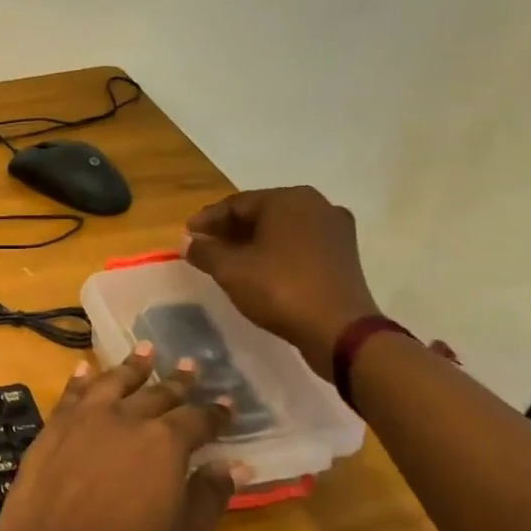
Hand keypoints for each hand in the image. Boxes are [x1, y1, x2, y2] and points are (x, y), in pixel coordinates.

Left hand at [0, 346, 237, 530]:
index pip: (198, 420)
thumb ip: (210, 496)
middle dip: (177, 381)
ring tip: (146, 348)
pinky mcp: (53, 426)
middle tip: (190, 364)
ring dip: (132, 365)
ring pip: (114, 381)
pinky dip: (82, 377)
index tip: (227, 403)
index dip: (216, 413)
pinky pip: (72, 392)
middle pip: (158, 393)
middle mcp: (126, 418)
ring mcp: (85, 418)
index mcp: (165, 443)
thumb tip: (237, 464)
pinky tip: (85, 368)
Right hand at [184, 185, 381, 378]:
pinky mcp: (344, 253)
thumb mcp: (230, 270)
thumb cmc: (279, 289)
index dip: (207, 219)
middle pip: (261, 213)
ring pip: (281, 229)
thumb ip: (205, 251)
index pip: (236, 204)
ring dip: (253, 241)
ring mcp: (335, 229)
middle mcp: (315, 204)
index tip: (187, 234)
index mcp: (287, 200)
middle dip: (230, 230)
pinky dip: (277, 251)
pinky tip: (260, 268)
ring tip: (229, 259)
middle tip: (205, 245)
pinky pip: (300, 244)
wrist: (339, 330)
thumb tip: (187, 242)